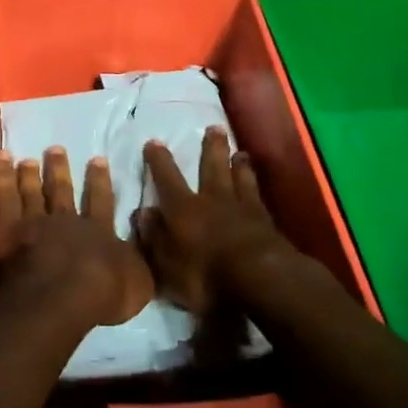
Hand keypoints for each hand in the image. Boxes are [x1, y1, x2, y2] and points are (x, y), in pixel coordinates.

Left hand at [0, 147, 153, 328]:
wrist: (62, 295)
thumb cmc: (103, 292)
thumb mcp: (139, 281)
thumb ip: (139, 261)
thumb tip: (144, 243)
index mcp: (97, 231)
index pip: (100, 200)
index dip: (99, 181)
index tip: (97, 159)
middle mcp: (65, 221)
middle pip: (60, 191)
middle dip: (58, 170)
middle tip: (55, 149)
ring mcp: (35, 223)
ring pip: (31, 192)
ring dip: (29, 174)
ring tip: (26, 159)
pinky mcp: (8, 231)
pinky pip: (3, 198)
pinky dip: (0, 178)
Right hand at [137, 126, 289, 315]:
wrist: (259, 279)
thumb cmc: (205, 276)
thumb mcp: (166, 266)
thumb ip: (153, 237)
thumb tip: (142, 212)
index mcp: (183, 209)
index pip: (167, 179)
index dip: (159, 161)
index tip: (154, 142)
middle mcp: (211, 199)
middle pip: (211, 167)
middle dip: (211, 147)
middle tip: (213, 127)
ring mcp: (241, 207)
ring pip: (238, 176)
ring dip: (237, 163)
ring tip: (239, 152)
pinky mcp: (265, 220)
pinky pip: (257, 194)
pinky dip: (255, 184)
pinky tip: (257, 181)